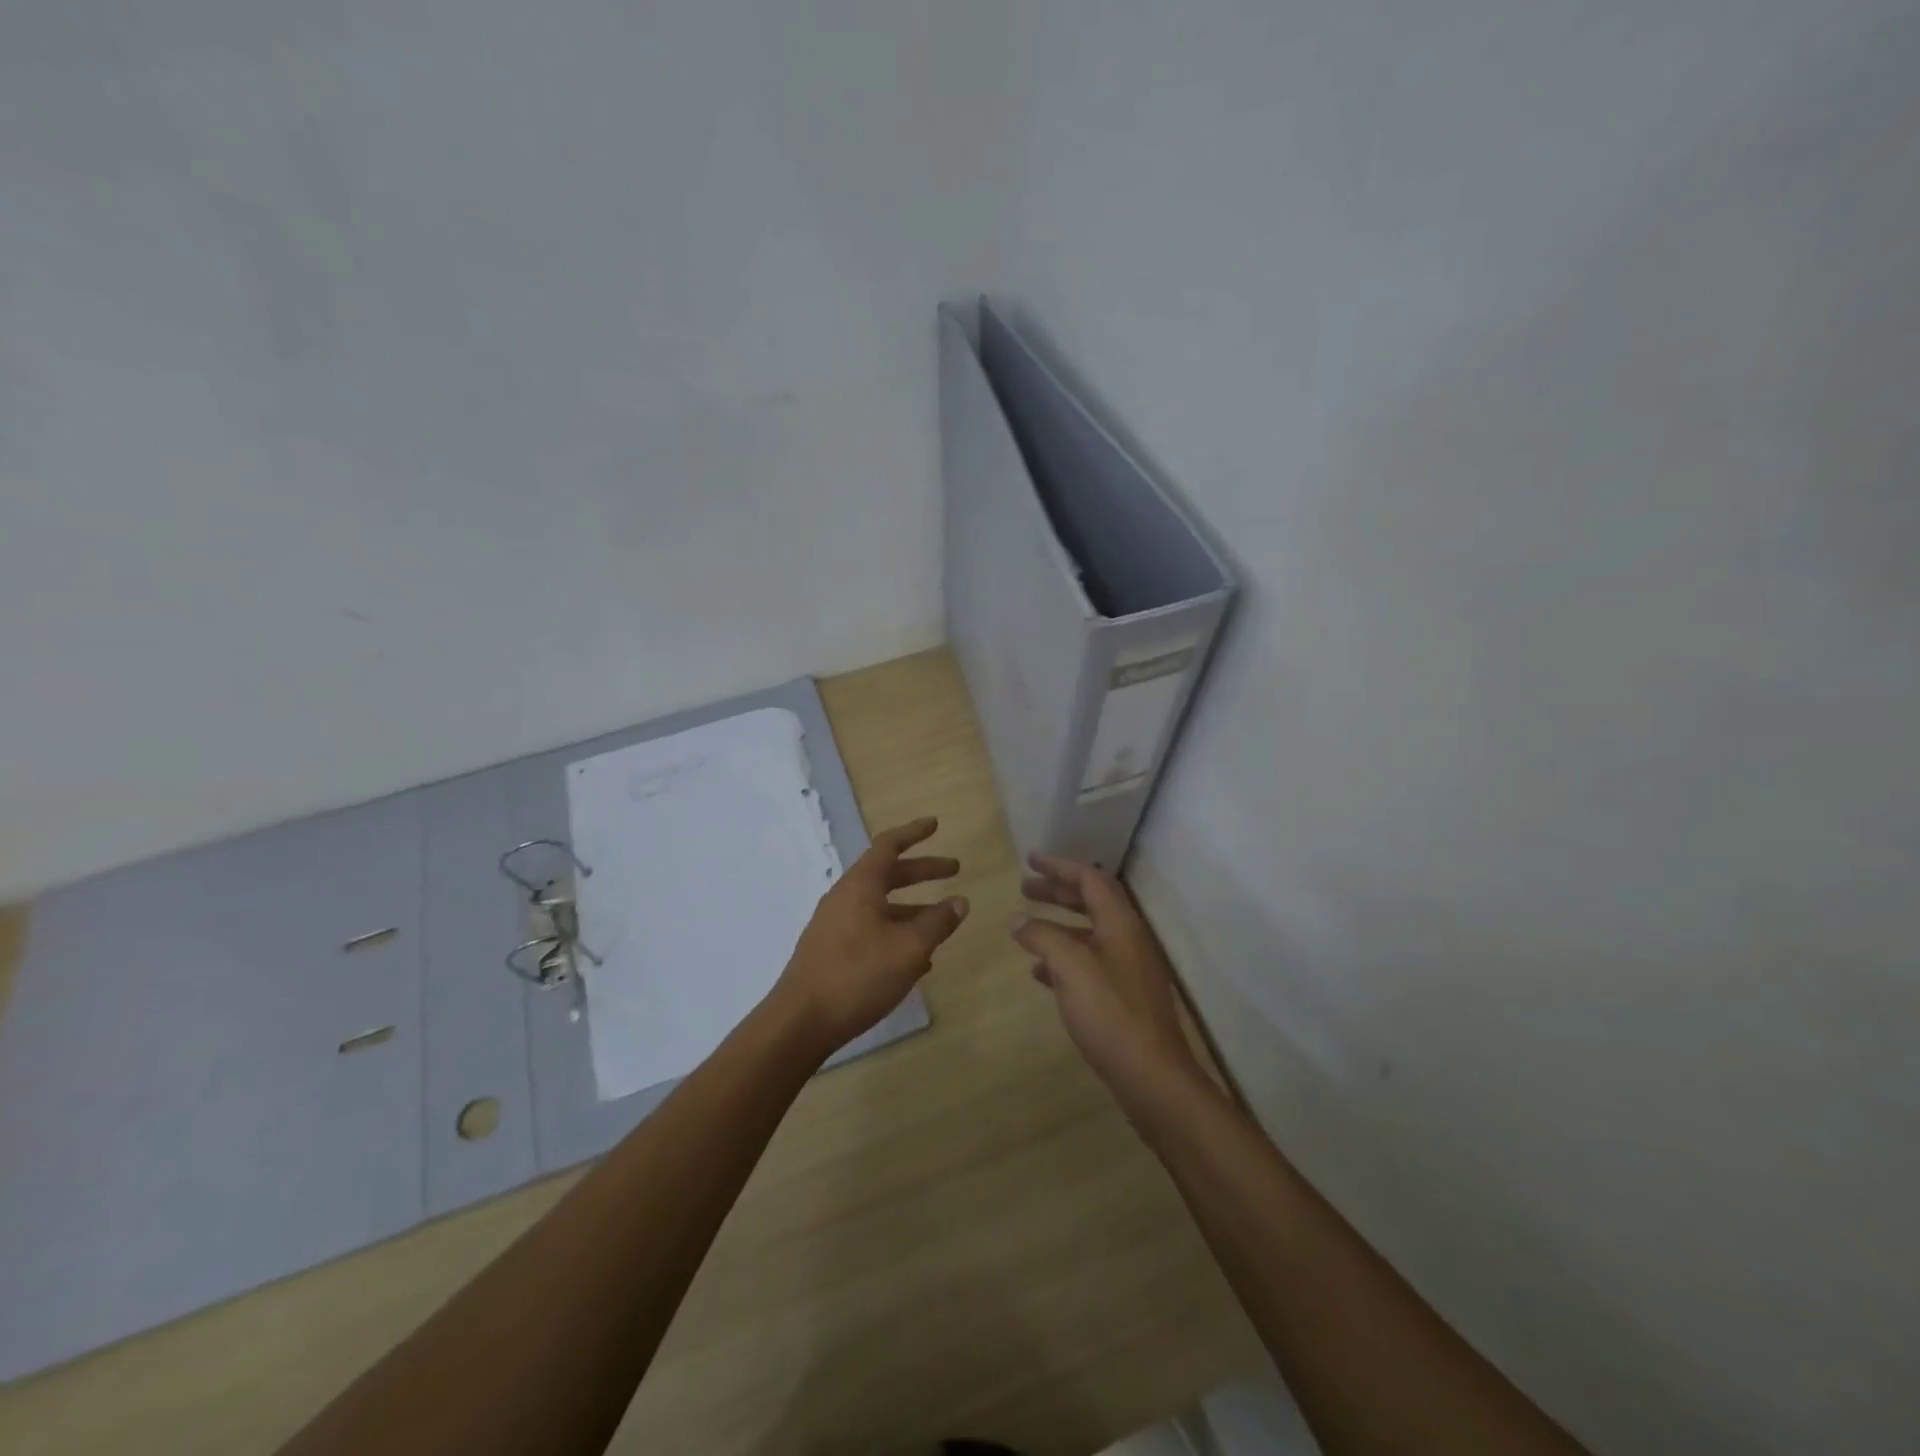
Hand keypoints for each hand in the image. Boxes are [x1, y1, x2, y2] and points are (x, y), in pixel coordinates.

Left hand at [773, 817, 967, 1055]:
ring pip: (881, 905)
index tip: (935, 824)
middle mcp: (845, 897)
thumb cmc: (858, 975)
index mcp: (861, 885)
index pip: (889, 845)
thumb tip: (960, 901)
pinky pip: (871, 928)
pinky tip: (916, 959)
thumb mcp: (909, 948)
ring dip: (912, 907)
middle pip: (888, 873)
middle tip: (953, 870)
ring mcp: (835, 924)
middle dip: (922, 871)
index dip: (914, 832)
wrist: (801, 1021)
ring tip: (942, 922)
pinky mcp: (831, 950)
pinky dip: (896, 931)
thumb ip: (938, 922)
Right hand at [1013, 854, 1204, 1104]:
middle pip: (1091, 901)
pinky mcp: (1123, 996)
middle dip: (1057, 891)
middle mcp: (1127, 938)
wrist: (1152, 1076)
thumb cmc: (1110, 1013)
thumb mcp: (1069, 968)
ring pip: (1088, 932)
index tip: (1030, 859)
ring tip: (1026, 927)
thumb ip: (1042, 937)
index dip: (1059, 866)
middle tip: (1024, 887)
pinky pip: (1089, 961)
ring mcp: (1128, 968)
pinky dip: (1064, 956)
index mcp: (1120, 923)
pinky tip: (1040, 972)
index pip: (1089, 878)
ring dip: (1058, 924)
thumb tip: (1017, 920)